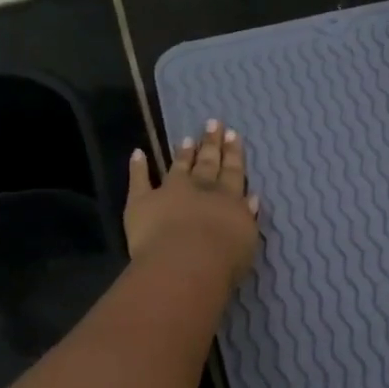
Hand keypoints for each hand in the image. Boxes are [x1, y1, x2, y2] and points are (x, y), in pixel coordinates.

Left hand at [123, 120, 259, 286]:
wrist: (184, 263)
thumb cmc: (222, 261)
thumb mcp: (247, 241)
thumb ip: (247, 218)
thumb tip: (251, 198)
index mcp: (229, 200)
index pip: (233, 173)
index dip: (233, 153)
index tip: (232, 134)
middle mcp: (201, 190)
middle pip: (208, 163)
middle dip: (211, 144)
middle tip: (214, 124)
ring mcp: (170, 191)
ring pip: (178, 167)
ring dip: (183, 153)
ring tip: (187, 138)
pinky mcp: (142, 201)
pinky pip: (139, 180)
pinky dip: (137, 166)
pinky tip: (137, 153)